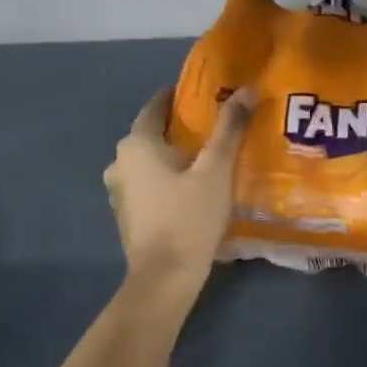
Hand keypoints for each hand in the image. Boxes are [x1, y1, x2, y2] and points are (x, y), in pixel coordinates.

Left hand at [104, 87, 252, 294]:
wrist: (165, 277)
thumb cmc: (189, 217)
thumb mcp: (215, 170)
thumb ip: (229, 129)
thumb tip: (247, 90)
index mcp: (136, 144)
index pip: (156, 105)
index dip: (179, 95)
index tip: (205, 92)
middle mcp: (119, 162)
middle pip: (153, 134)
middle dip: (181, 127)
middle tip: (215, 124)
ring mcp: (119, 191)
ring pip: (150, 161)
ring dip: (174, 156)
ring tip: (208, 156)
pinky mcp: (128, 214)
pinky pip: (149, 183)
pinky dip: (168, 178)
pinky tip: (192, 187)